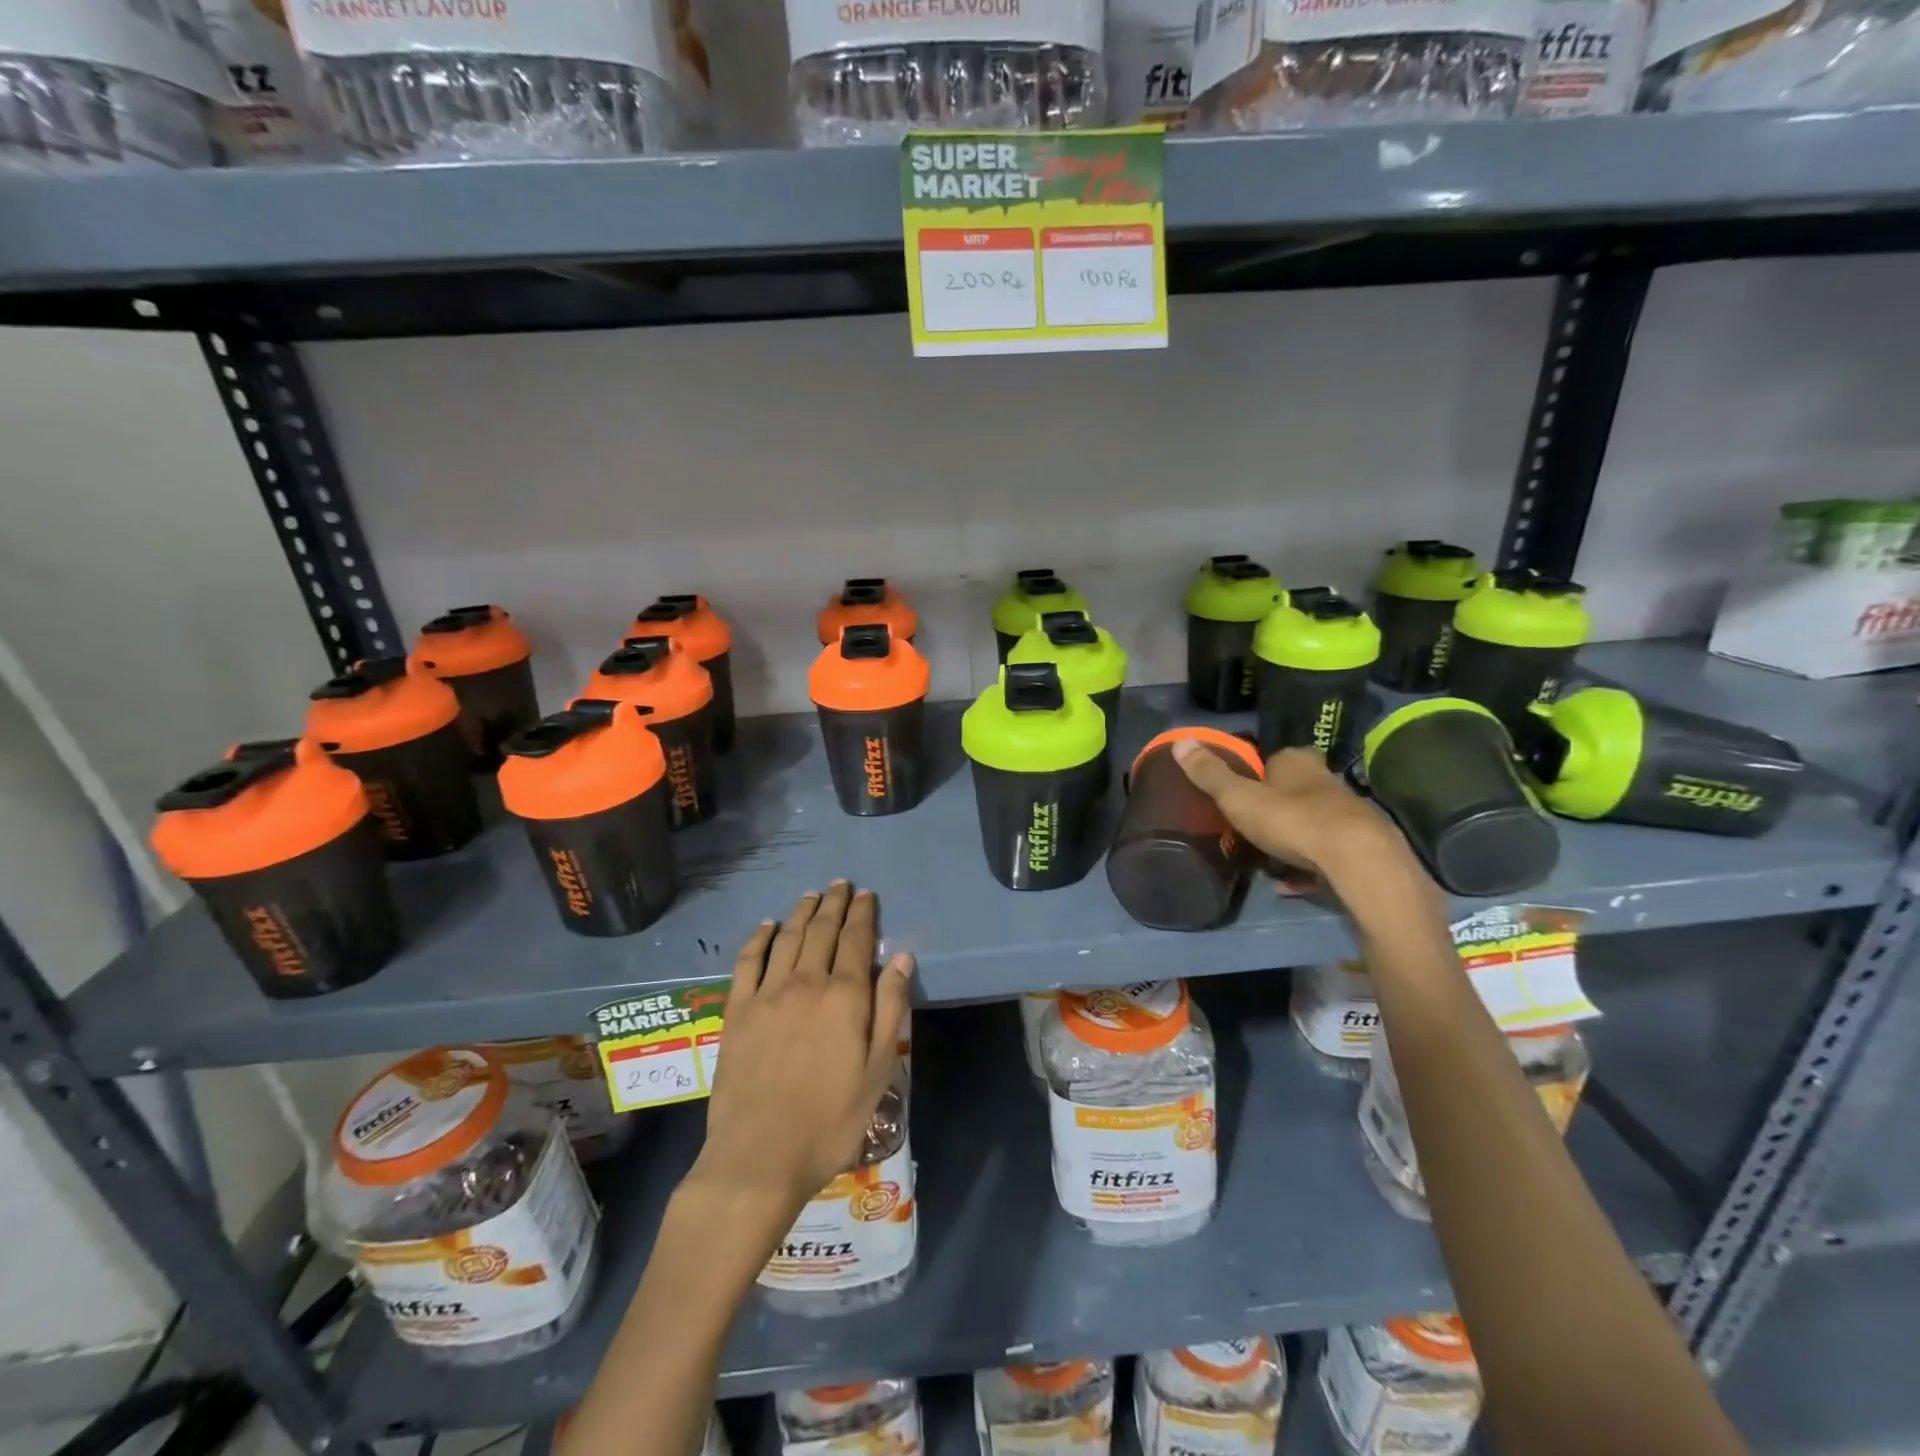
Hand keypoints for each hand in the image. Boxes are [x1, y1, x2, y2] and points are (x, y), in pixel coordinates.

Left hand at [689, 882, 913, 1223]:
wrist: (759, 1157)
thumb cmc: (830, 1120)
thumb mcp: (878, 1070)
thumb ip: (890, 1009)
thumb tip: (902, 958)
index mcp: (844, 996)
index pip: (856, 940)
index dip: (862, 914)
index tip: (866, 894)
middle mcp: (805, 983)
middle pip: (821, 931)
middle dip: (833, 904)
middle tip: (841, 885)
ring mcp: (766, 995)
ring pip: (786, 939)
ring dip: (800, 912)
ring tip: (811, 895)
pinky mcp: (737, 1012)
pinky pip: (747, 962)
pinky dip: (758, 938)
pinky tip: (766, 926)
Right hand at [1173, 742, 1414, 888]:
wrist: (1358, 860)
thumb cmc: (1292, 820)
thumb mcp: (1239, 797)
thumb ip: (1210, 774)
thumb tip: (1180, 742)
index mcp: (1297, 761)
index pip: (1273, 758)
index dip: (1255, 773)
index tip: (1237, 793)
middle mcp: (1325, 781)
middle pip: (1293, 790)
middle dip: (1273, 806)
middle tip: (1247, 825)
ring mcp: (1345, 814)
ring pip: (1310, 821)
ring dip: (1290, 836)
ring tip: (1263, 857)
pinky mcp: (1358, 847)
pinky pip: (1323, 854)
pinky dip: (1306, 866)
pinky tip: (1288, 884)